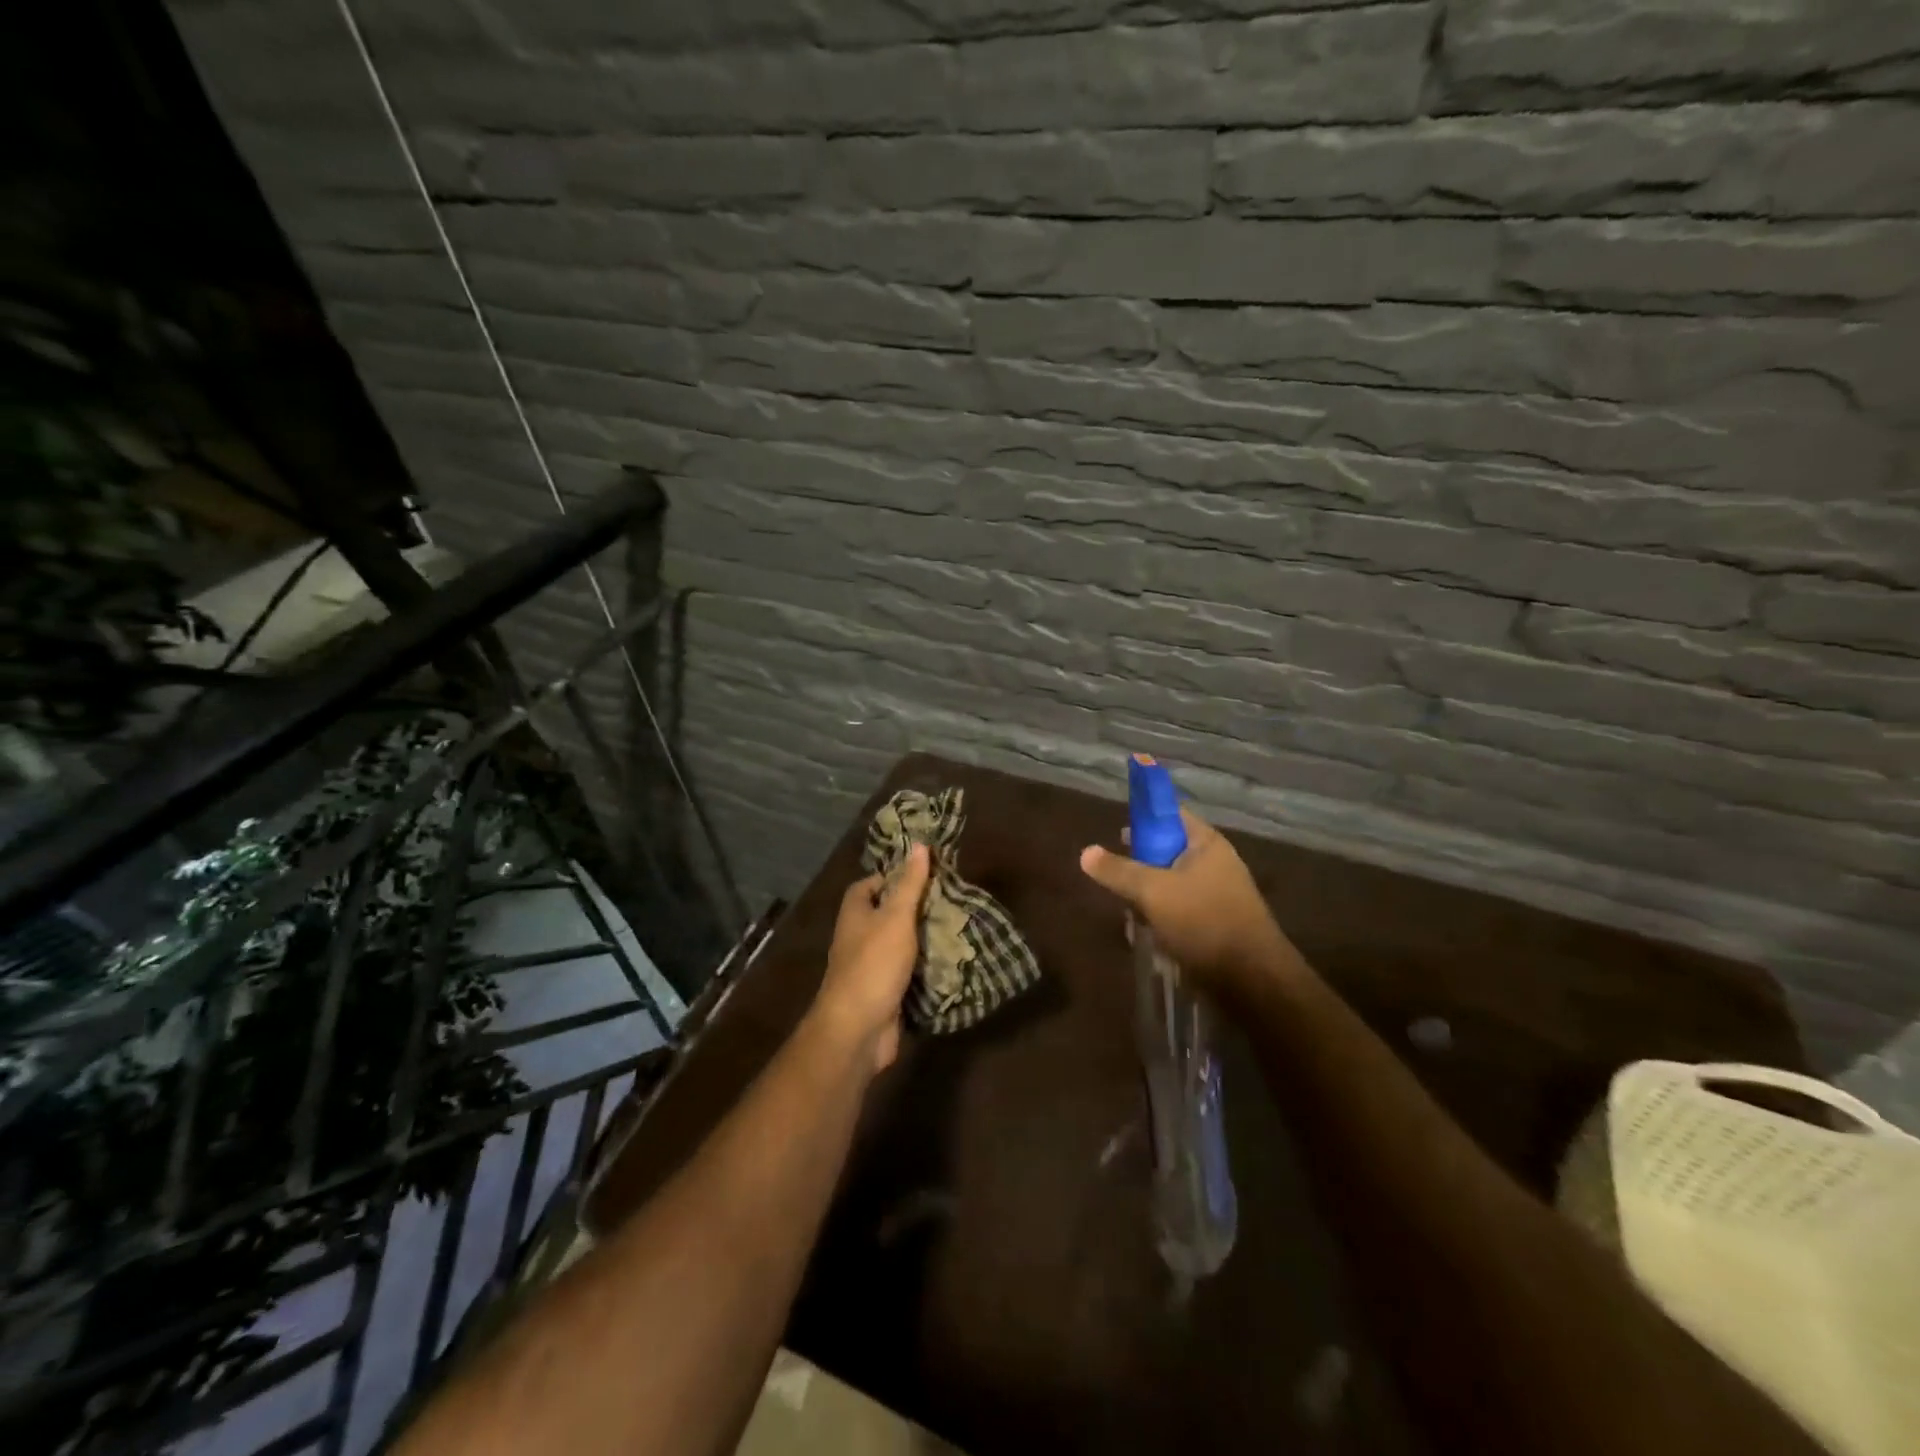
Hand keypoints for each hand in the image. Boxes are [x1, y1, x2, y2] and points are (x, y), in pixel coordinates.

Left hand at [815, 843, 931, 1072]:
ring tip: (956, 926)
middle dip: (914, 907)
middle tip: (948, 899)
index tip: (923, 873)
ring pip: (899, 944)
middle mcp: (858, 937)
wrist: (858, 1029)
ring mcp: (870, 966)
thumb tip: (918, 844)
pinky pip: (906, 972)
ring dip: (922, 938)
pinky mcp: (884, 992)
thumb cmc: (874, 964)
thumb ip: (909, 883)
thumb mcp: (896, 917)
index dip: (892, 876)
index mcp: (854, 913)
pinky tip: (949, 961)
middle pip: (886, 913)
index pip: (869, 884)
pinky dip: (924, 967)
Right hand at [1079, 808, 1300, 998]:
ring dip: (1148, 899)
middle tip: (1117, 880)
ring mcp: (1218, 895)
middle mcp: (1215, 864)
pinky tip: (1149, 936)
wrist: (1253, 980)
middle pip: (1167, 852)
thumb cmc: (1203, 921)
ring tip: (1131, 916)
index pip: (1171, 815)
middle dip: (1140, 866)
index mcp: (1206, 844)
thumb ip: (1118, 871)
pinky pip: (1181, 911)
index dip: (1144, 818)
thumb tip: (1085, 852)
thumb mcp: (1152, 891)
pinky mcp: (1216, 924)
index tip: (1118, 834)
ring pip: (1170, 885)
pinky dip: (1163, 920)